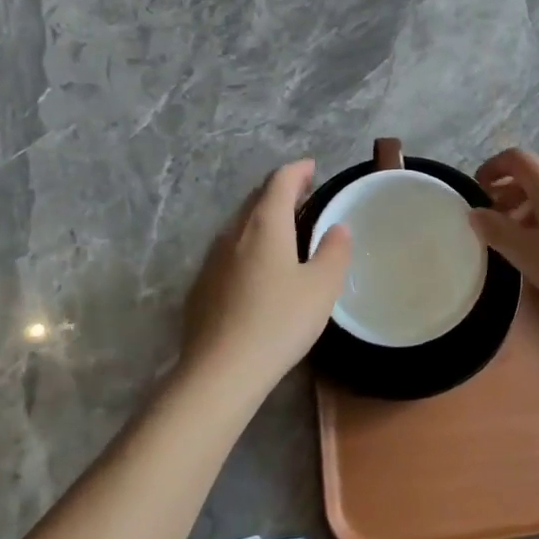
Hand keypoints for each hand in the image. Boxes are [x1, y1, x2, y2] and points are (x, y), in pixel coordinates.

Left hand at [182, 160, 349, 386]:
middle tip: (304, 195)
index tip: (312, 168)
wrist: (220, 371)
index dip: (297, 170)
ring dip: (263, 218)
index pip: (280, 181)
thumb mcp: (321, 287)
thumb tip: (337, 228)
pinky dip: (248, 244)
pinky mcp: (201, 286)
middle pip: (256, 199)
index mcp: (265, 225)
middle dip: (280, 191)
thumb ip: (334, 251)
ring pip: (240, 224)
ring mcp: (212, 259)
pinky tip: (258, 268)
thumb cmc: (279, 322)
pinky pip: (229, 251)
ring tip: (285, 229)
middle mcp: (234, 232)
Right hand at [469, 147, 538, 311]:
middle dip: (508, 189)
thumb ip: (496, 229)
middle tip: (492, 215)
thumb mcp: (524, 251)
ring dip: (527, 205)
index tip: (478, 187)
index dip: (493, 167)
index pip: (515, 158)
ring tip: (515, 234)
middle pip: (533, 173)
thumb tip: (475, 212)